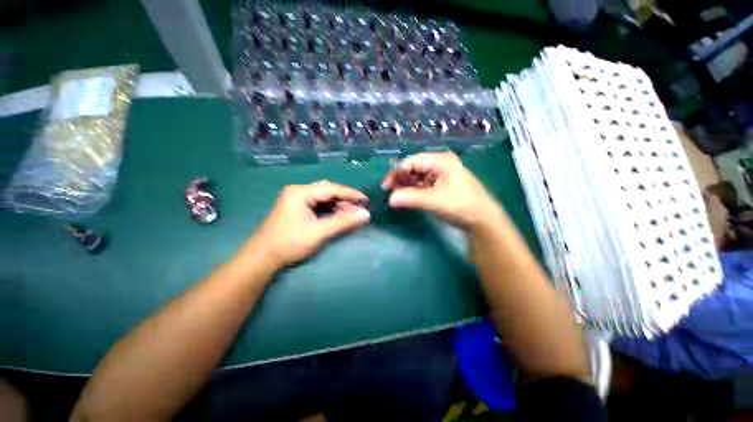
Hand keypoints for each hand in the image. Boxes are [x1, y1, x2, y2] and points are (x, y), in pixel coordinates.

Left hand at [242, 181, 370, 271]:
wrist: (261, 259)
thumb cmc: (290, 243)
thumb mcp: (319, 232)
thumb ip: (343, 222)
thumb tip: (366, 214)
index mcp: (300, 192)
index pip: (332, 188)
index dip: (351, 194)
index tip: (366, 200)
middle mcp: (298, 191)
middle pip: (327, 191)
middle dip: (344, 199)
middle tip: (358, 209)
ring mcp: (295, 199)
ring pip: (323, 198)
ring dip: (337, 205)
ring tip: (350, 214)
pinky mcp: (295, 208)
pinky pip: (317, 204)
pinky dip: (329, 209)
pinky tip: (337, 215)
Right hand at [382, 152, 501, 232]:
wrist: (482, 219)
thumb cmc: (461, 205)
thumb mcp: (435, 201)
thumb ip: (411, 198)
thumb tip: (390, 199)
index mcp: (441, 161)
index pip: (412, 161)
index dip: (397, 172)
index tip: (386, 186)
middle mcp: (439, 164)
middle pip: (413, 167)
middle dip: (400, 178)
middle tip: (389, 191)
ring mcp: (439, 174)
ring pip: (416, 176)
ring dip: (405, 185)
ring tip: (395, 195)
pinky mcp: (439, 185)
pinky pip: (421, 184)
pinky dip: (412, 190)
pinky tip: (405, 196)